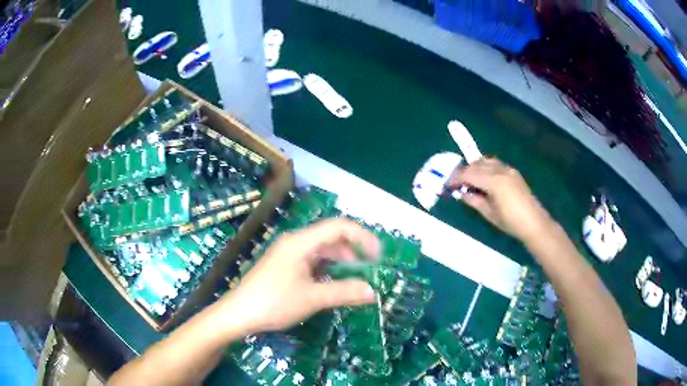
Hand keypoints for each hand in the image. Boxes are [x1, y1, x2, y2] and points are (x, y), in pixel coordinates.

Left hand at [219, 218, 379, 334]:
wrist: (238, 314)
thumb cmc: (274, 302)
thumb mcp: (312, 298)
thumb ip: (344, 292)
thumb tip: (372, 292)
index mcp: (301, 242)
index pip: (338, 227)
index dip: (362, 237)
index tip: (377, 256)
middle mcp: (295, 242)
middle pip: (330, 237)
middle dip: (353, 250)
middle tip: (370, 269)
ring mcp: (288, 254)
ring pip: (321, 250)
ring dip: (340, 260)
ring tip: (355, 277)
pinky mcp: (284, 266)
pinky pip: (311, 261)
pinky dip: (327, 268)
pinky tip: (332, 282)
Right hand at [447, 157, 551, 241]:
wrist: (534, 222)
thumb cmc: (511, 222)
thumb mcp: (489, 214)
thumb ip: (474, 200)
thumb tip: (462, 193)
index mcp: (494, 182)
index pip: (469, 174)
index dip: (456, 178)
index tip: (448, 184)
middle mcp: (500, 171)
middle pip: (476, 164)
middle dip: (464, 172)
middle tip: (456, 183)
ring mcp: (508, 170)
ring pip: (486, 161)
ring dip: (475, 167)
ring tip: (470, 181)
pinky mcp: (513, 173)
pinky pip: (495, 164)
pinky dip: (486, 168)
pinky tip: (485, 180)